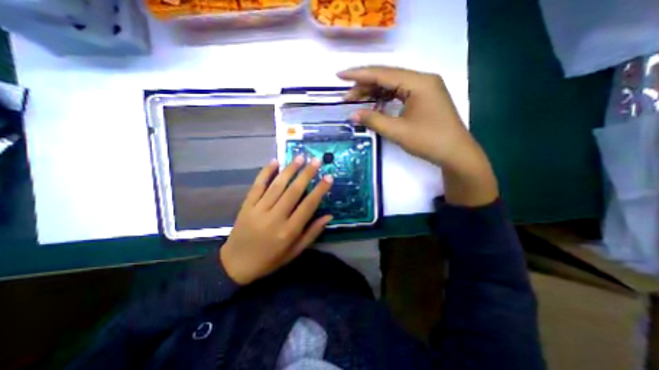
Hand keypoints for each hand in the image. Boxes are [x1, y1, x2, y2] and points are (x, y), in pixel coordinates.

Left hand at [222, 157, 335, 283]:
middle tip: (316, 160)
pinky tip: (275, 161)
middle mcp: (275, 218)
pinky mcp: (246, 206)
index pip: (308, 206)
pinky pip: (257, 186)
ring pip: (276, 185)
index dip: (320, 190)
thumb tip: (328, 216)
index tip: (328, 177)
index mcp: (288, 231)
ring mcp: (258, 210)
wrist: (236, 265)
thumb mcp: (295, 252)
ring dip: (289, 170)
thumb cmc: (270, 260)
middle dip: (306, 174)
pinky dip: (266, 172)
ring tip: (300, 157)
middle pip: (293, 191)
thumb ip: (312, 233)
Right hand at [340, 65, 499, 206]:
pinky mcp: (424, 98)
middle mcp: (422, 79)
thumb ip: (373, 120)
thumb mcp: (398, 131)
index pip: (383, 73)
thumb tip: (352, 115)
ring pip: (393, 85)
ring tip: (356, 100)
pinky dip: (384, 98)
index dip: (359, 75)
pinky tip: (373, 104)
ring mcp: (424, 88)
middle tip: (346, 96)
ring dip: (374, 92)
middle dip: (364, 85)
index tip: (339, 75)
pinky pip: (399, 93)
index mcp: (418, 82)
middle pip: (387, 77)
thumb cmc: (429, 141)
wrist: (455, 153)